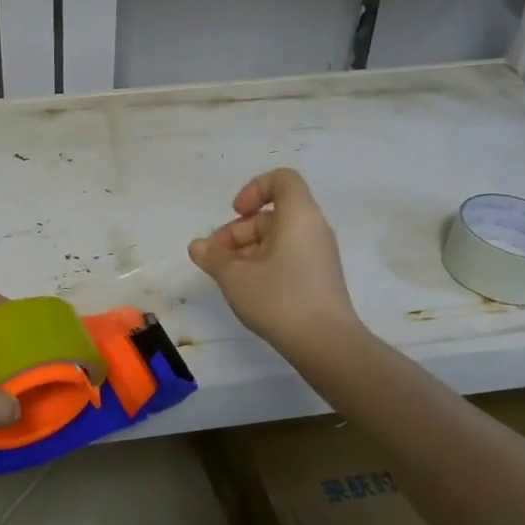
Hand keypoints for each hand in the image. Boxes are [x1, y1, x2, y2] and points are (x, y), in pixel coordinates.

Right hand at [189, 169, 360, 356]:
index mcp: (299, 216)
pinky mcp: (320, 277)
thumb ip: (213, 256)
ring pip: (278, 238)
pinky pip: (288, 257)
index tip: (235, 213)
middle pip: (272, 214)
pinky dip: (265, 264)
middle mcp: (313, 228)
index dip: (254, 189)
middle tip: (216, 258)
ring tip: (227, 278)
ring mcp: (319, 254)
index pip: (282, 179)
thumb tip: (197, 246)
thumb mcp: (235, 276)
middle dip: (238, 231)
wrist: (327, 344)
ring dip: (247, 251)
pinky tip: (248, 290)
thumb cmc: (280, 298)